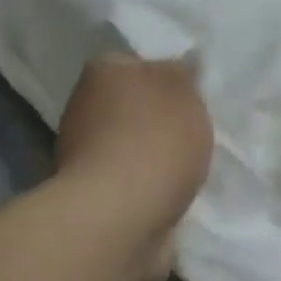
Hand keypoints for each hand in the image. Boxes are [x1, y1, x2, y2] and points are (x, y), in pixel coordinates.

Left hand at [55, 55, 213, 280]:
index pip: (139, 63)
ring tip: (190, 170)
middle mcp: (85, 106)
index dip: (169, 78)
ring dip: (156, 157)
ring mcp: (84, 153)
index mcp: (103, 71)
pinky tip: (173, 195)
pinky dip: (149, 187)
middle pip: (134, 106)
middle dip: (161, 120)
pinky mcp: (93, 194)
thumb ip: (184, 72)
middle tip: (197, 133)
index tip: (194, 97)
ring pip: (132, 145)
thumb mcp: (184, 90)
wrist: (120, 217)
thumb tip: (183, 64)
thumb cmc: (154, 142)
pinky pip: (131, 181)